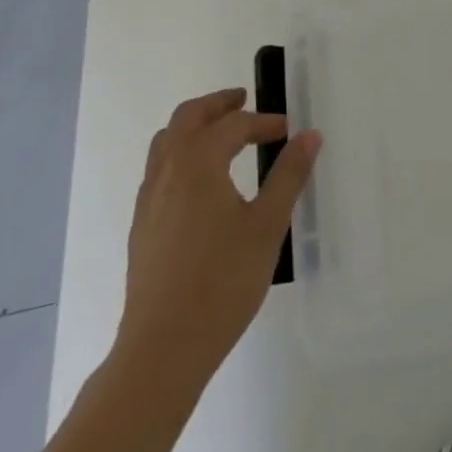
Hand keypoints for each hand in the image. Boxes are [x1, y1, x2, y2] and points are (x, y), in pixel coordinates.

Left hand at [113, 88, 321, 387]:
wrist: (162, 350)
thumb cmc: (222, 282)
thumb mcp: (268, 225)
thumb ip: (289, 175)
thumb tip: (309, 134)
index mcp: (198, 163)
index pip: (234, 125)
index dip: (264, 122)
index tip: (288, 132)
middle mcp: (168, 171)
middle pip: (188, 117)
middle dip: (219, 104)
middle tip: (245, 101)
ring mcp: (149, 199)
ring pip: (167, 141)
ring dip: (195, 127)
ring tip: (223, 136)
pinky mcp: (142, 226)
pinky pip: (159, 170)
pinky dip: (182, 155)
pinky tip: (202, 182)